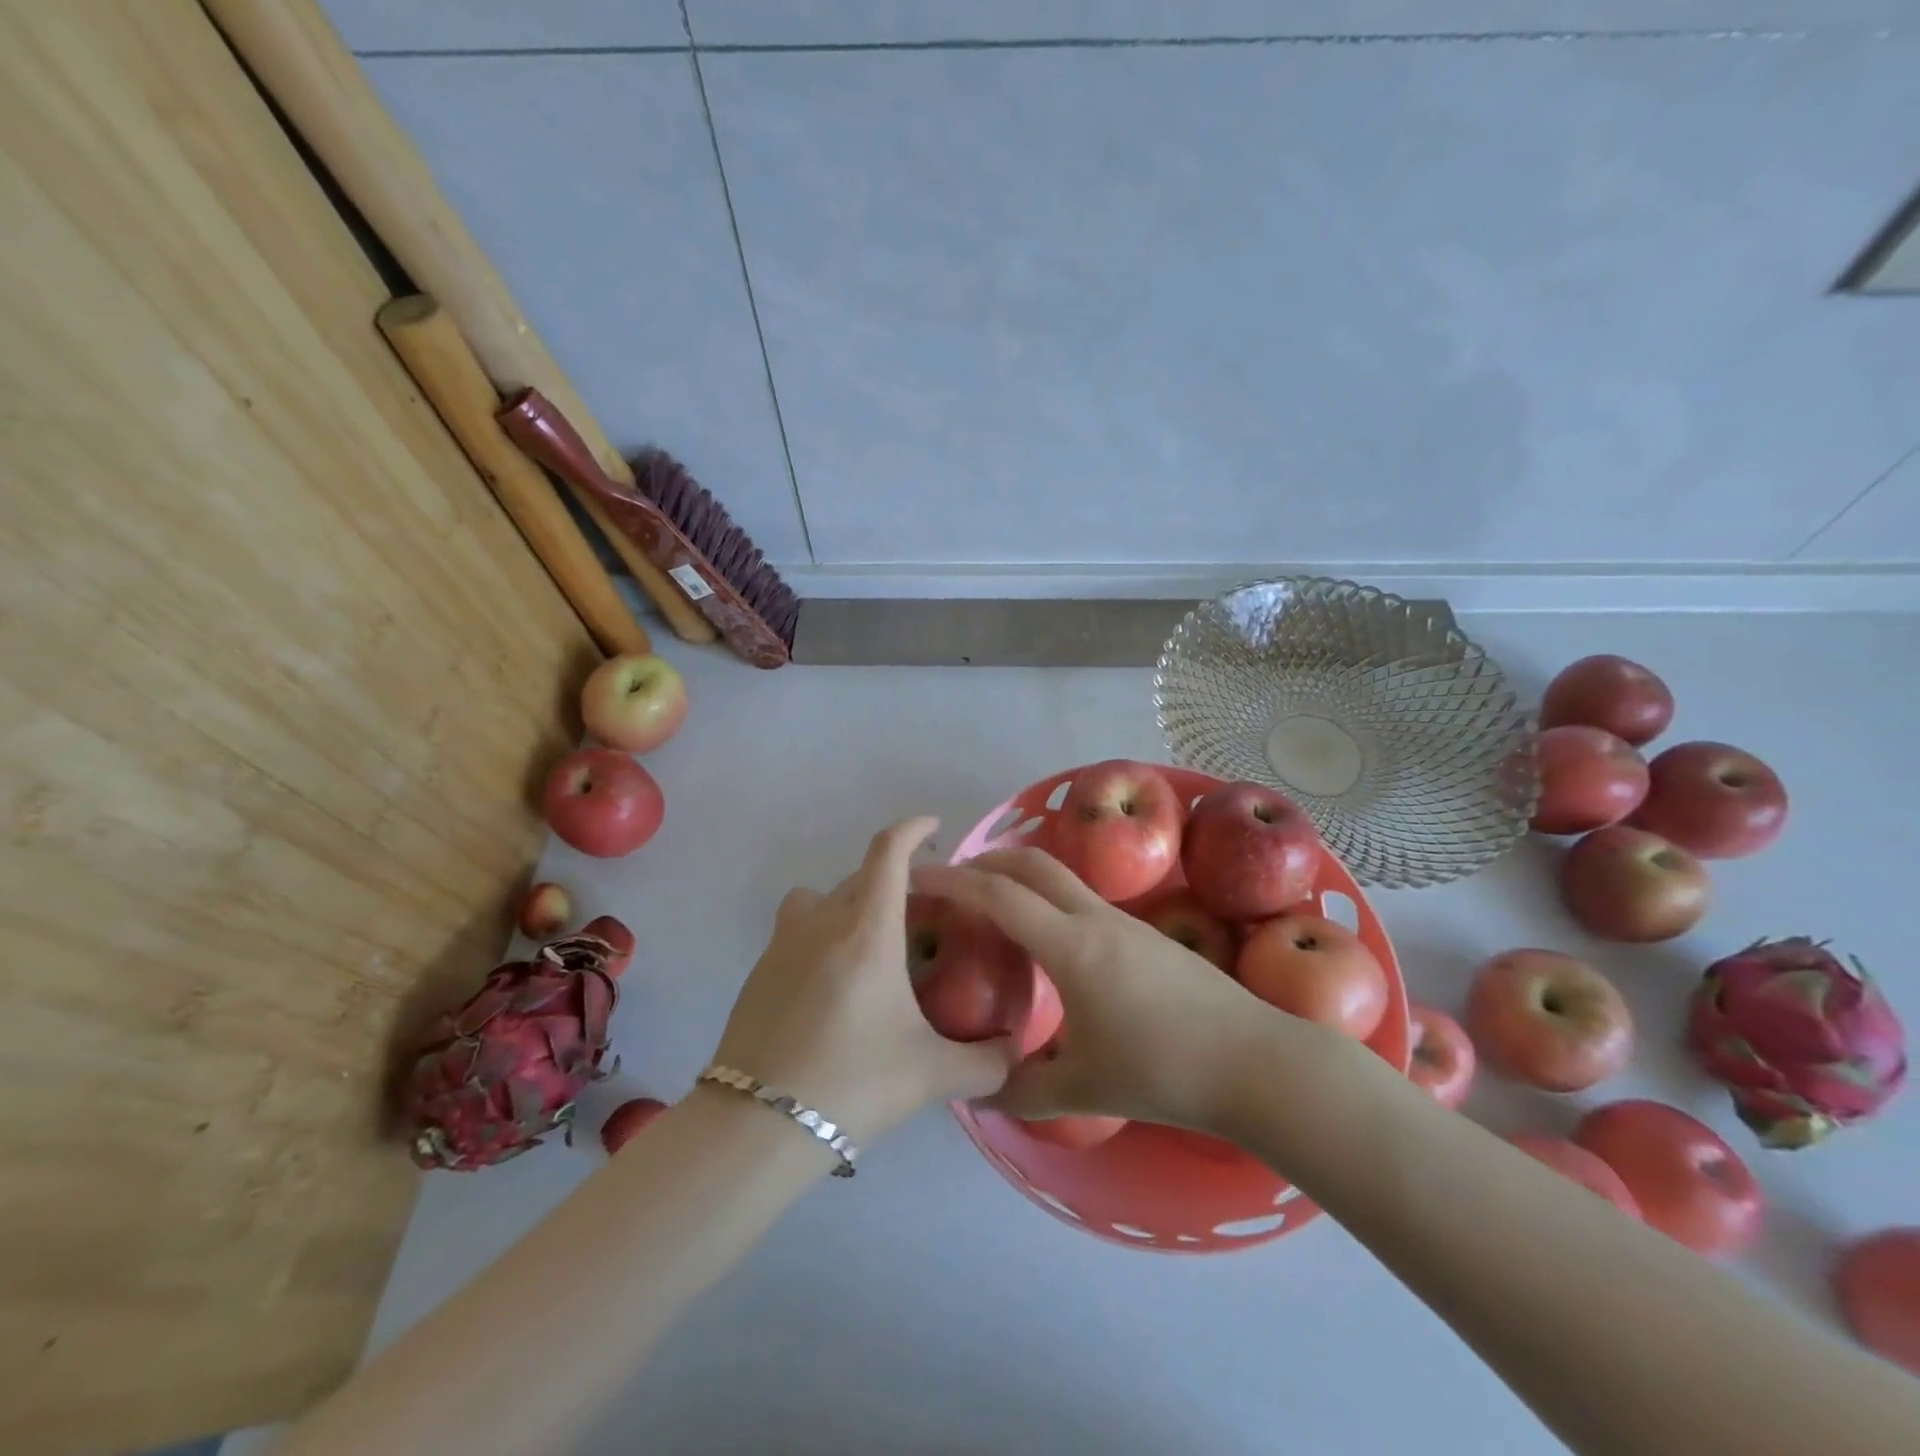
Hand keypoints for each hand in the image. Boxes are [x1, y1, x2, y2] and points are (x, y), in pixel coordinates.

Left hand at [710, 817, 1015, 1145]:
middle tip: (922, 916)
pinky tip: (836, 986)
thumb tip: (1016, 1052)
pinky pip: (797, 930)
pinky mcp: (759, 970)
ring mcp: (783, 943)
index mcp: (867, 930)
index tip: (934, 828)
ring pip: (821, 898)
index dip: (913, 829)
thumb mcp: (931, 1075)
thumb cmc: (852, 1083)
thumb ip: (986, 1062)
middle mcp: (822, 922)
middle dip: (893, 882)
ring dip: (848, 904)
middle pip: (860, 876)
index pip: (888, 852)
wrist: (757, 1126)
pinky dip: (821, 935)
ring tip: (871, 944)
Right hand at [912, 847, 1313, 1133]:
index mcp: (1071, 947)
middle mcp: (1096, 919)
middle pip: (1034, 862)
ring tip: (996, 904)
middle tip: (955, 877)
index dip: (954, 880)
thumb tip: (982, 1093)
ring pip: (1063, 877)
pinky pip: (1084, 899)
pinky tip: (1050, 939)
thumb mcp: (1084, 1088)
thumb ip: (1023, 1089)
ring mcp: (1126, 922)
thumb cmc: (1165, 1071)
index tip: (919, 875)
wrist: (1256, 1063)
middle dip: (988, 858)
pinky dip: (1051, 898)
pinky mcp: (1147, 935)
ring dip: (1023, 875)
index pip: (1000, 895)